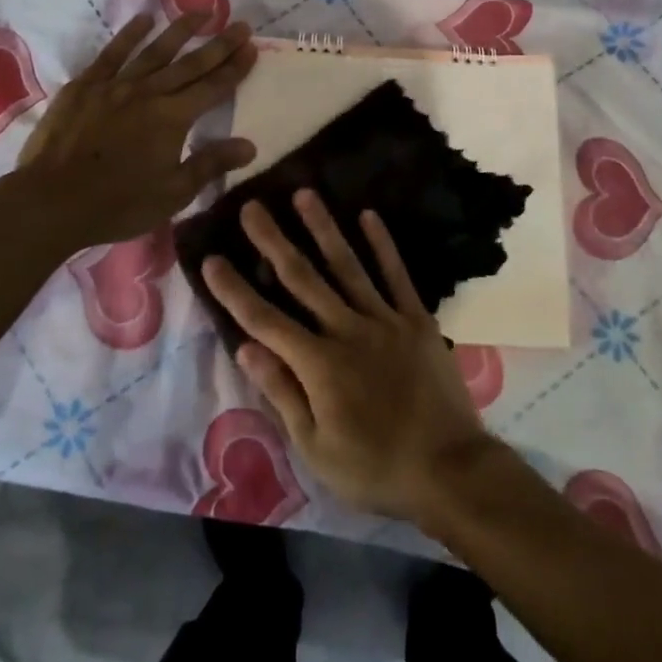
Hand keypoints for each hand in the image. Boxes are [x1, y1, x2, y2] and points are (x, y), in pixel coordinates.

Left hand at [8, 12, 257, 248]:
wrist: (50, 202)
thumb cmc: (118, 204)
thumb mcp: (173, 193)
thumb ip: (211, 164)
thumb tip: (250, 145)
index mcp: (173, 118)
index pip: (213, 87)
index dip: (235, 68)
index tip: (252, 47)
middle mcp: (148, 92)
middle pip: (191, 64)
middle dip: (219, 45)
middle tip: (240, 24)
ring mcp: (115, 85)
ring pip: (155, 50)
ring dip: (180, 30)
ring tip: (201, 12)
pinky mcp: (85, 86)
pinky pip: (112, 53)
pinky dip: (130, 35)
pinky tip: (144, 19)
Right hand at [202, 190, 493, 522]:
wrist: (450, 468)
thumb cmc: (374, 467)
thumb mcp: (316, 447)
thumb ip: (282, 392)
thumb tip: (245, 347)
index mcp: (318, 364)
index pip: (264, 320)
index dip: (234, 290)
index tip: (211, 260)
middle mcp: (347, 329)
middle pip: (302, 278)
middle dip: (273, 241)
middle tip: (251, 207)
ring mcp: (384, 319)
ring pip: (347, 265)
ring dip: (322, 228)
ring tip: (304, 193)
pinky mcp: (416, 319)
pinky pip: (396, 274)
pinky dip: (382, 244)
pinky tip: (368, 215)